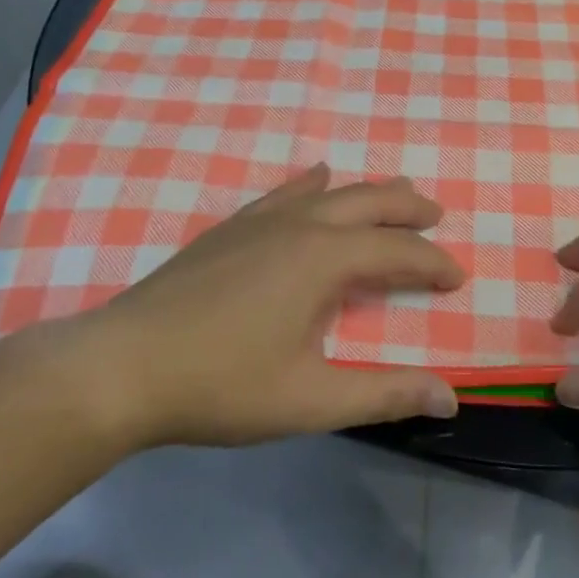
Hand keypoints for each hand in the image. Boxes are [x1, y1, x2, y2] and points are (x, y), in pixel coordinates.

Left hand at [81, 165, 464, 447]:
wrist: (121, 366)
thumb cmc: (221, 385)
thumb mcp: (310, 399)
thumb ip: (383, 394)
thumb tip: (451, 396)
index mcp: (324, 260)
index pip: (397, 252)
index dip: (432, 263)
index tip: (457, 277)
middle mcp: (299, 226)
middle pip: (368, 202)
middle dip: (408, 207)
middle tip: (436, 214)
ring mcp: (259, 221)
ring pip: (328, 192)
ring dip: (367, 193)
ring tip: (394, 191)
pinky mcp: (229, 228)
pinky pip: (283, 193)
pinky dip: (310, 184)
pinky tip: (315, 178)